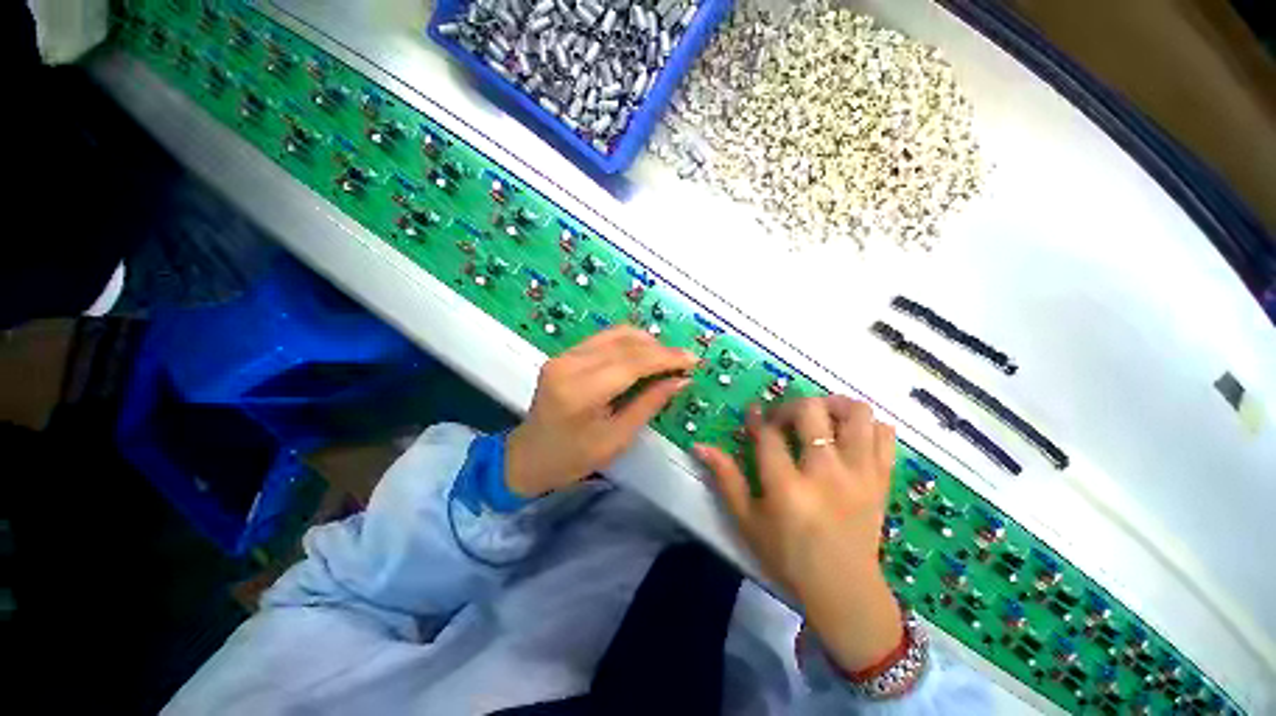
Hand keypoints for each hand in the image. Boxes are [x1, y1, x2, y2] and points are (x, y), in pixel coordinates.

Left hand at [506, 326, 697, 498]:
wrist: (528, 456)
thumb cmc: (572, 459)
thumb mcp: (617, 439)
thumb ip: (649, 404)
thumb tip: (680, 380)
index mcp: (580, 392)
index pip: (631, 362)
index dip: (666, 358)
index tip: (693, 360)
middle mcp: (569, 364)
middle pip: (625, 343)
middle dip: (660, 349)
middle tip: (684, 361)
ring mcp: (564, 355)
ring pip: (615, 334)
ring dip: (646, 342)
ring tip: (667, 359)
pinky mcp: (564, 354)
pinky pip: (604, 338)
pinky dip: (629, 343)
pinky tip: (644, 355)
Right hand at [695, 396, 903, 672]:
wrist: (844, 590)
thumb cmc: (787, 556)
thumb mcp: (747, 520)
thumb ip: (725, 478)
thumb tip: (699, 445)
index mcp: (788, 486)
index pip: (769, 433)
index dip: (757, 417)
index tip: (753, 412)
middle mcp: (827, 472)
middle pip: (811, 410)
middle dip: (791, 405)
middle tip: (784, 419)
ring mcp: (860, 474)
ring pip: (856, 413)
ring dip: (833, 405)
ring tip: (819, 417)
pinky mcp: (882, 479)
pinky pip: (885, 434)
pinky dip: (867, 426)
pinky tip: (849, 436)